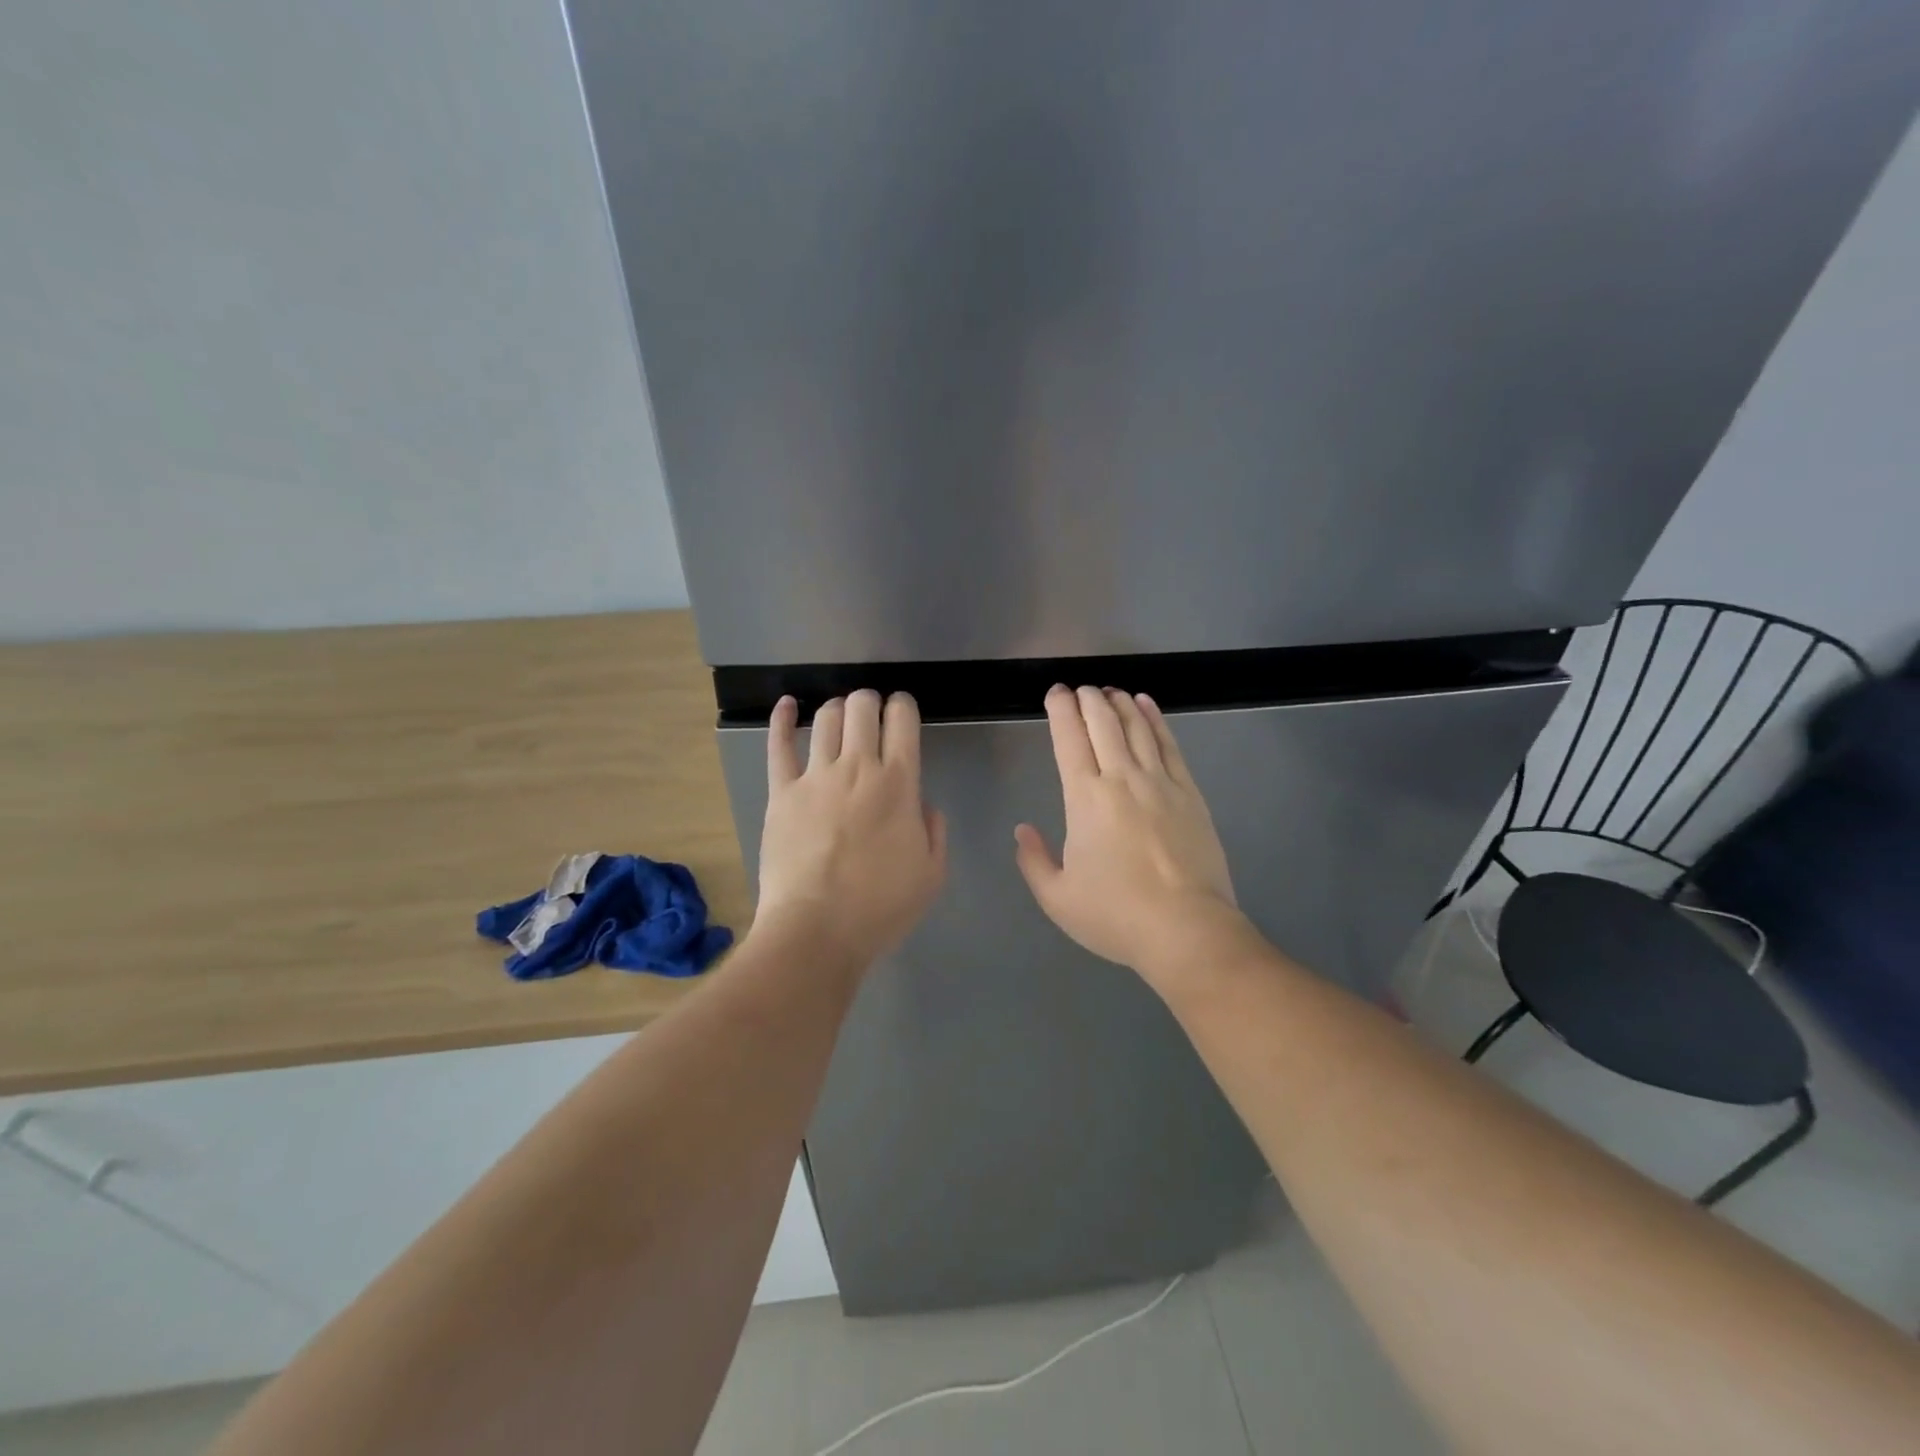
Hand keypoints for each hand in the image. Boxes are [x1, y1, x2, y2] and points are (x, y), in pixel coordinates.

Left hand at [756, 689, 946, 967]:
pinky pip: (779, 745)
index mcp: (899, 784)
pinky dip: (782, 719)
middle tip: (873, 714)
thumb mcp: (931, 875)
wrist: (816, 930)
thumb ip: (934, 832)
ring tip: (842, 716)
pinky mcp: (781, 792)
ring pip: (826, 719)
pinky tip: (787, 705)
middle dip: (871, 701)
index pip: (902, 721)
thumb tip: (923, 806)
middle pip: (862, 708)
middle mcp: (857, 768)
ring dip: (838, 709)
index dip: (903, 706)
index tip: (903, 710)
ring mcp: (815, 777)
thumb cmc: (880, 907)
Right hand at [1015, 685, 1253, 984]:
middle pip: (1104, 725)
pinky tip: (1148, 706)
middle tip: (1080, 688)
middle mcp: (1122, 779)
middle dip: (1088, 700)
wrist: (1187, 929)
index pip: (1069, 741)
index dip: (1061, 712)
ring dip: (1121, 704)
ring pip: (1137, 728)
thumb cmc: (1116, 916)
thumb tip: (1022, 830)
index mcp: (1085, 799)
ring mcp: (1160, 783)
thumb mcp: (1058, 898)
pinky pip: (1170, 745)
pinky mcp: (1190, 794)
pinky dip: (1156, 720)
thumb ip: (1034, 861)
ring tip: (1110, 691)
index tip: (1056, 693)